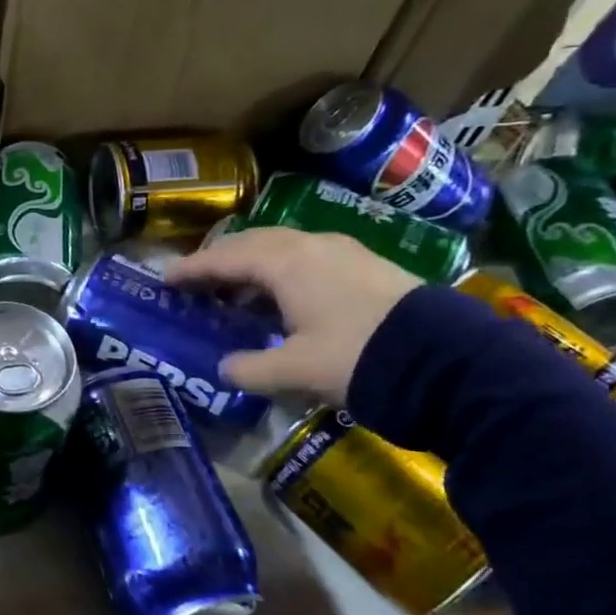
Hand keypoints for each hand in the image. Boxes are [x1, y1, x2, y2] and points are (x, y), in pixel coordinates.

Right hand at [165, 227, 421, 402]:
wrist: (450, 360)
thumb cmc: (358, 357)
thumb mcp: (296, 370)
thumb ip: (251, 368)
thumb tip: (225, 368)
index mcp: (284, 263)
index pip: (223, 259)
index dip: (191, 270)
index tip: (165, 280)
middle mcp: (310, 246)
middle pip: (251, 244)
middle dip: (219, 261)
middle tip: (197, 283)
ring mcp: (342, 251)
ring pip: (281, 248)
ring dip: (252, 266)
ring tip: (237, 293)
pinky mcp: (366, 265)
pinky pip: (307, 257)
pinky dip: (281, 271)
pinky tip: (284, 298)